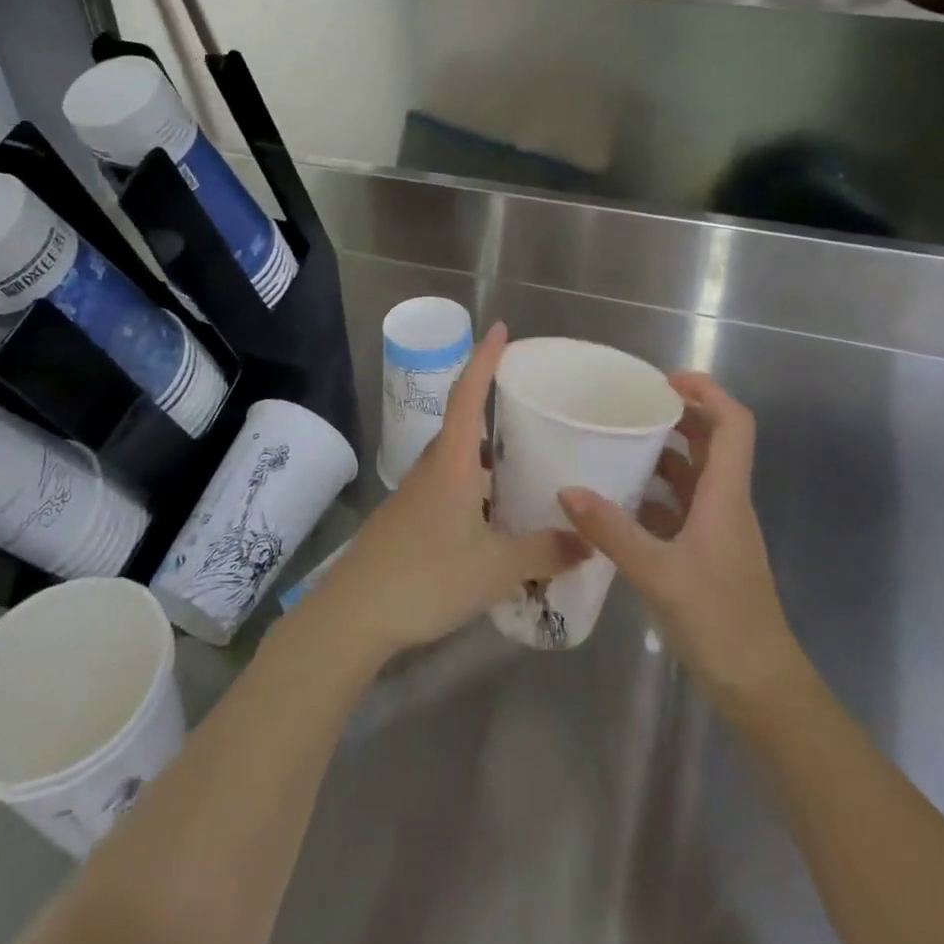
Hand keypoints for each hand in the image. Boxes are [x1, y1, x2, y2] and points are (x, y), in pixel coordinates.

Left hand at [312, 323, 585, 661]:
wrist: (355, 614)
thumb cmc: (427, 578)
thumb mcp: (496, 568)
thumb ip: (545, 552)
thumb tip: (588, 541)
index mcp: (452, 464)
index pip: (468, 396)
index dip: (484, 360)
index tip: (499, 329)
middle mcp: (432, 469)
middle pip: (462, 425)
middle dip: (491, 408)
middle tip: (530, 409)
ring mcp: (415, 495)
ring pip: (456, 461)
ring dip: (485, 456)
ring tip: (522, 466)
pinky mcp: (407, 520)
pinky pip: (448, 488)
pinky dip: (474, 488)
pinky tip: (493, 517)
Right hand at [559, 374, 797, 710]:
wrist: (760, 689)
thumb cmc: (720, 623)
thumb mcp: (658, 574)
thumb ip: (612, 531)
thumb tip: (567, 490)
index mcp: (726, 496)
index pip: (734, 424)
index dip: (707, 392)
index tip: (664, 381)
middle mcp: (726, 504)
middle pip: (712, 442)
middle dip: (677, 416)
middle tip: (629, 406)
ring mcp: (717, 531)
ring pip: (694, 476)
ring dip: (663, 455)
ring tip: (616, 444)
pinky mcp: (706, 554)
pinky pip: (680, 508)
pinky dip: (654, 495)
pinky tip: (618, 502)